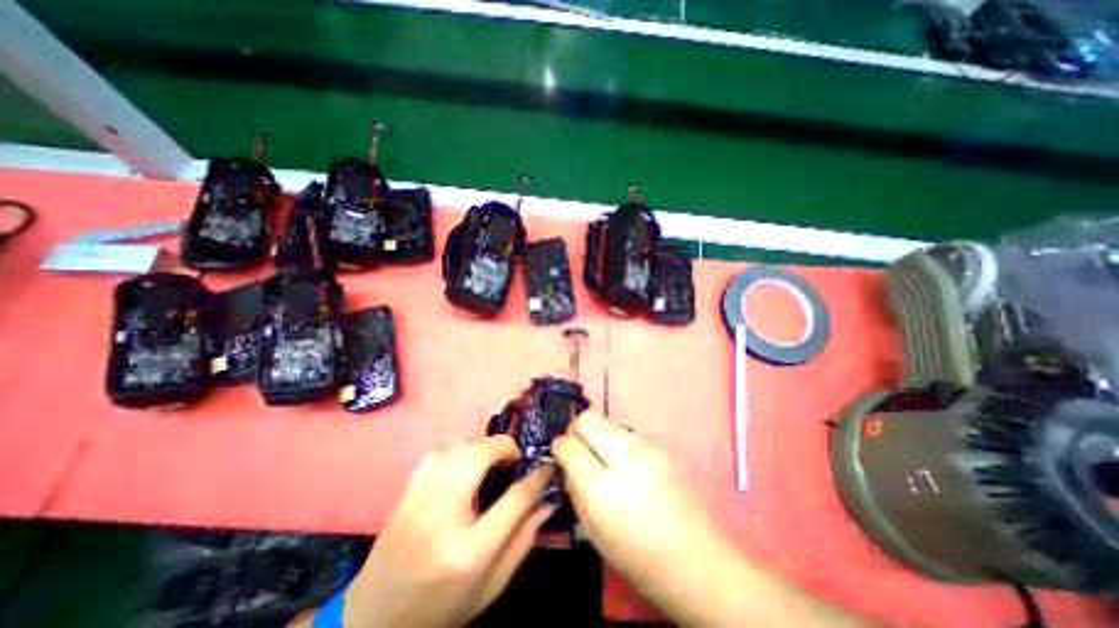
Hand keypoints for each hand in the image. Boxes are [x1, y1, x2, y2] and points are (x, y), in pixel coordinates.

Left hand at [341, 435, 549, 626]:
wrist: (374, 622)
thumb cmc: (441, 609)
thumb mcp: (491, 586)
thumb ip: (523, 541)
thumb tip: (547, 503)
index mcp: (468, 550)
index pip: (514, 499)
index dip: (536, 477)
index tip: (547, 466)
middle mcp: (441, 515)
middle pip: (478, 457)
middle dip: (504, 447)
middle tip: (516, 458)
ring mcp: (418, 500)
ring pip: (457, 448)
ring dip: (482, 446)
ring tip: (494, 459)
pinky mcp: (406, 494)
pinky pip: (437, 455)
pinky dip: (457, 451)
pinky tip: (463, 465)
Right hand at [549, 409, 726, 601]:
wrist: (695, 560)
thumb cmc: (636, 555)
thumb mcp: (592, 530)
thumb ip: (575, 487)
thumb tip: (567, 460)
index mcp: (602, 489)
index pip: (570, 445)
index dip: (560, 445)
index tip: (560, 451)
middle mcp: (625, 459)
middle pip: (588, 419)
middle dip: (576, 429)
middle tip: (578, 447)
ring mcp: (647, 449)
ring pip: (608, 422)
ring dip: (599, 436)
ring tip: (605, 459)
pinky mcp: (661, 447)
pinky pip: (628, 433)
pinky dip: (619, 443)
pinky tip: (628, 465)